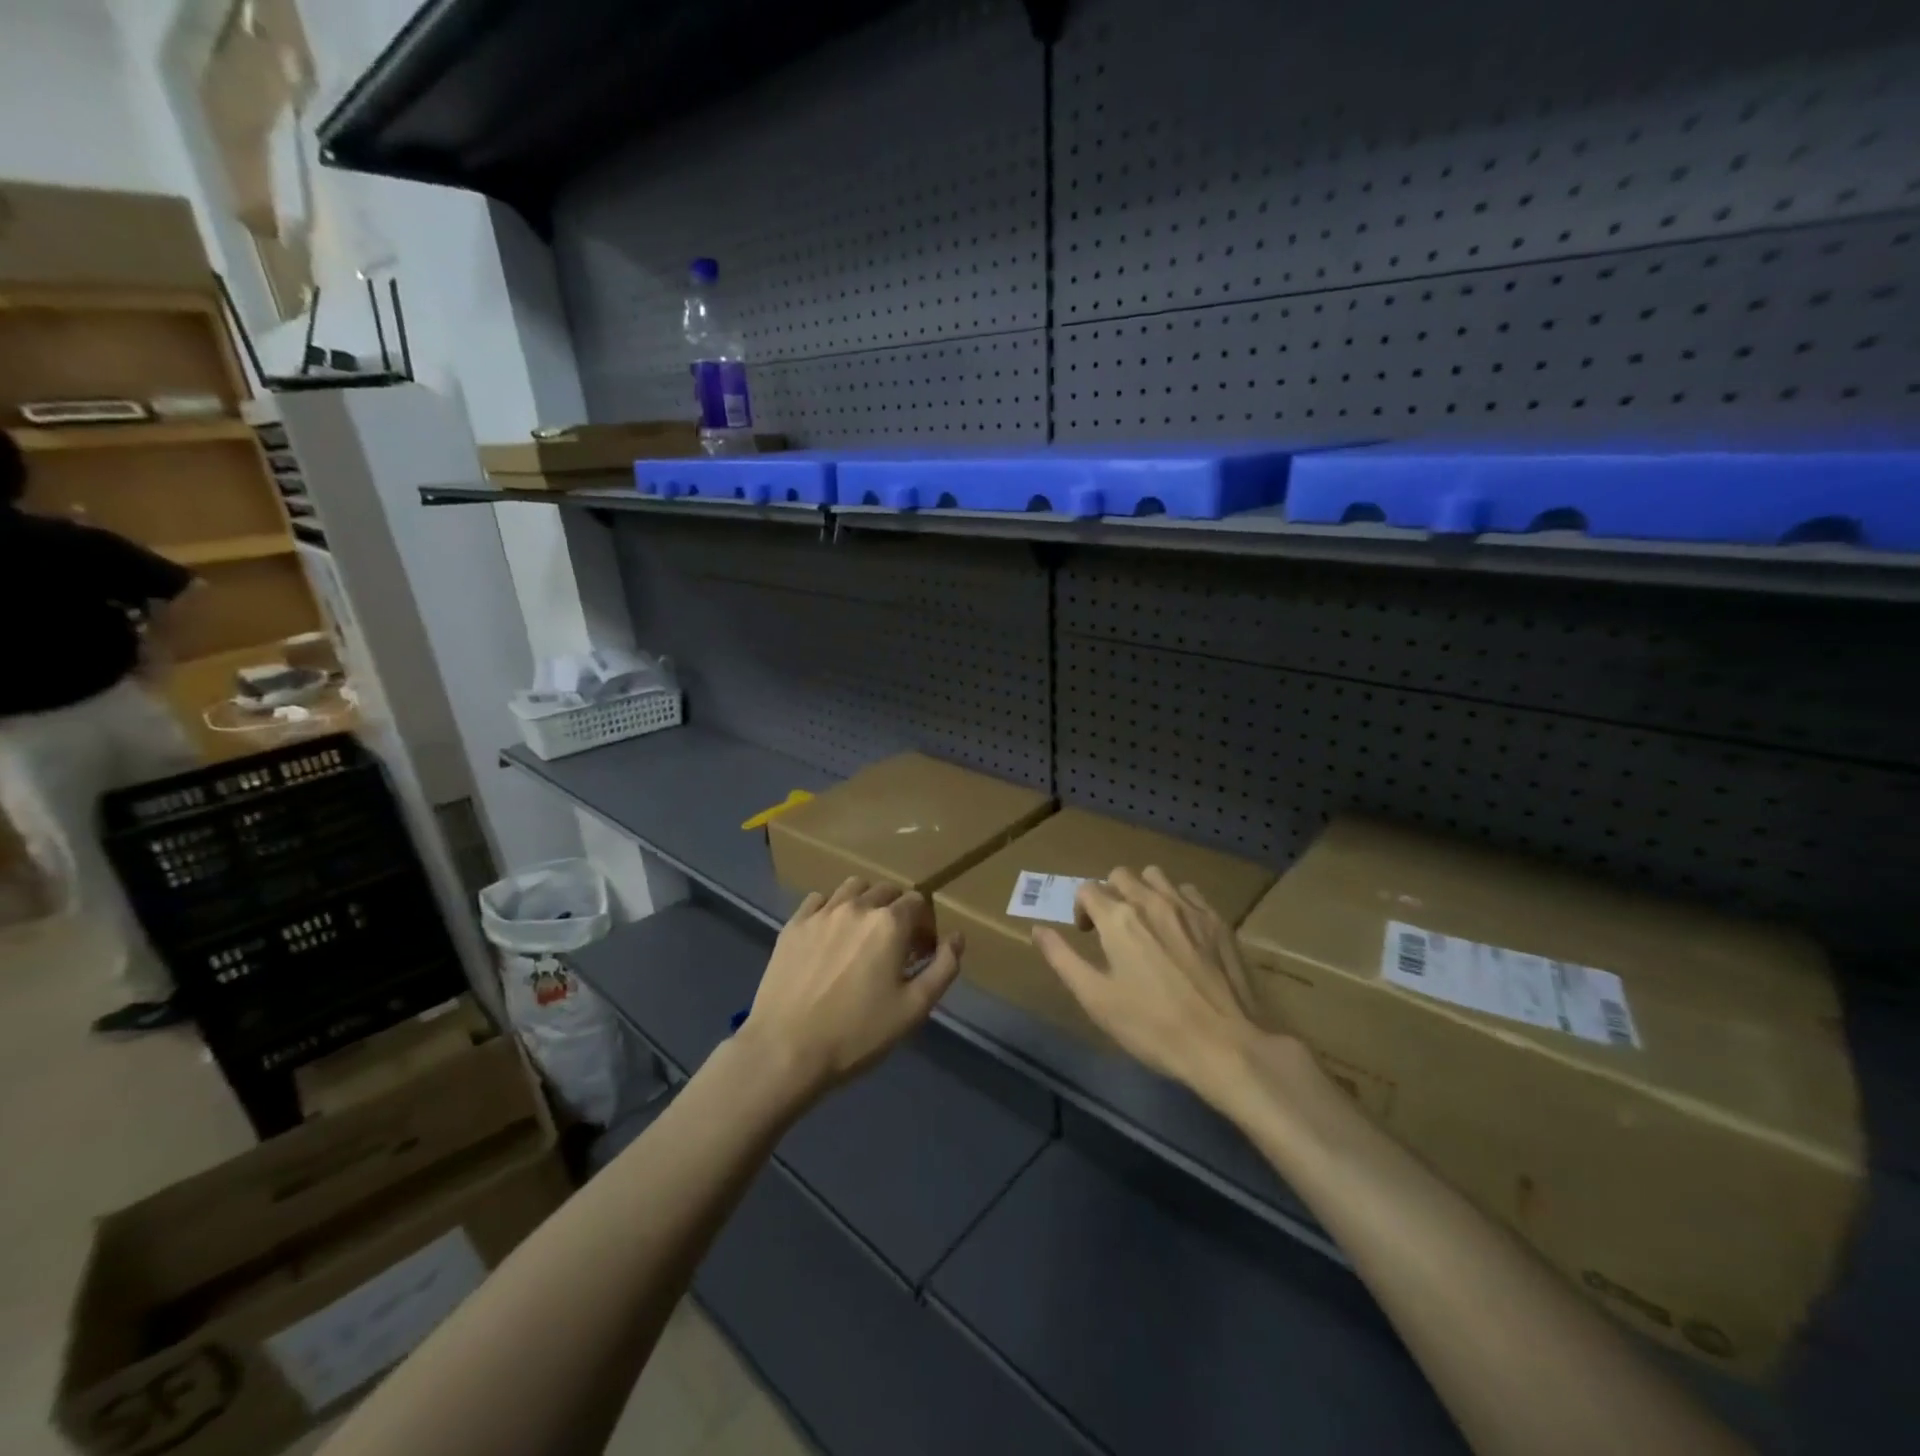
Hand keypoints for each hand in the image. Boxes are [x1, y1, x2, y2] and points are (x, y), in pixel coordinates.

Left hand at [741, 877, 963, 1101]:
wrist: (786, 1049)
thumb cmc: (857, 1033)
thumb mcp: (914, 1009)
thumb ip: (943, 968)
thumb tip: (957, 937)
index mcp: (890, 923)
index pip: (917, 902)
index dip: (925, 924)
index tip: (920, 953)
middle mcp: (857, 906)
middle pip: (886, 889)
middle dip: (897, 910)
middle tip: (894, 945)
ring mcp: (821, 912)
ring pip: (852, 887)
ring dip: (866, 901)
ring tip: (862, 933)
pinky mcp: (793, 925)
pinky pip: (818, 899)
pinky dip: (831, 908)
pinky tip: (829, 934)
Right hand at [1033, 866, 1274, 1105]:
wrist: (1225, 1044)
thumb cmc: (1152, 1026)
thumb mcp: (1096, 998)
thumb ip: (1062, 958)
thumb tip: (1038, 930)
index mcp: (1118, 918)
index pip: (1088, 889)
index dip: (1081, 909)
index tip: (1087, 936)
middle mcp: (1152, 900)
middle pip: (1121, 875)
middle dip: (1110, 894)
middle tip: (1114, 930)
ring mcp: (1188, 907)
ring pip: (1156, 877)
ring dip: (1144, 891)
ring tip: (1147, 924)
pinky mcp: (1217, 920)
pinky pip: (1189, 892)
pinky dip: (1177, 901)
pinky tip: (1181, 931)